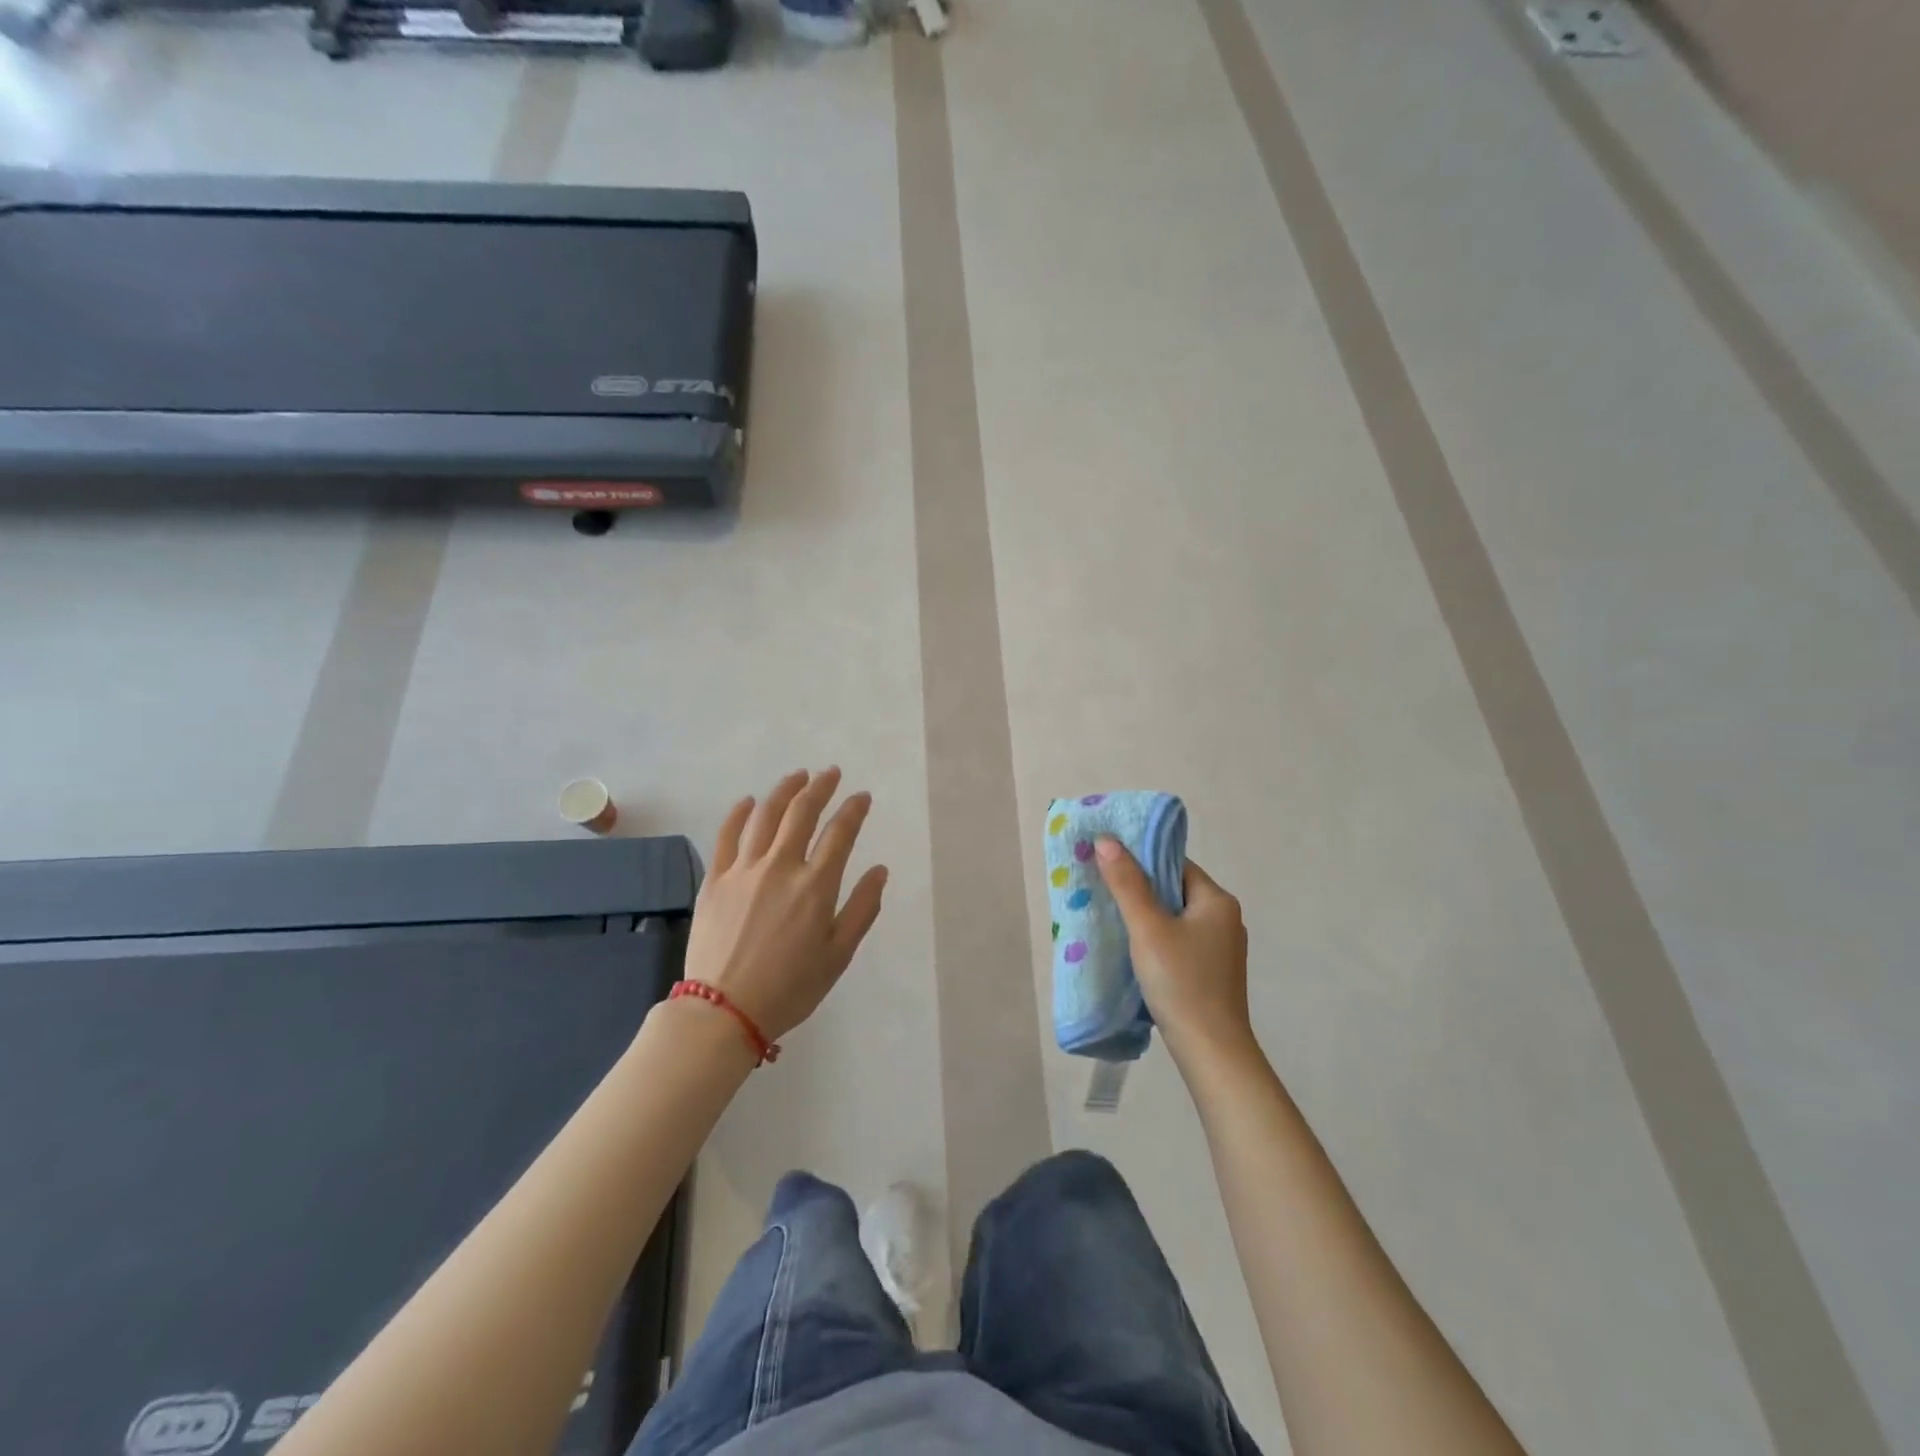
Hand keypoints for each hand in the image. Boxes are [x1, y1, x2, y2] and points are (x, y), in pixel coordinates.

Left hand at [683, 768, 888, 1042]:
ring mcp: (744, 870)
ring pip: (765, 815)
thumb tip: (879, 870)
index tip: (862, 796)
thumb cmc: (790, 988)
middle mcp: (781, 866)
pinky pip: (727, 835)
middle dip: (820, 787)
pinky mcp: (715, 879)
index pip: (840, 833)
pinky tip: (748, 801)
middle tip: (830, 773)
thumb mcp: (838, 955)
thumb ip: (862, 908)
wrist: (723, 1010)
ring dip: (784, 790)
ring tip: (798, 776)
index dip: (854, 809)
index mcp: (816, 886)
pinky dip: (739, 813)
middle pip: (802, 812)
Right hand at [1095, 840, 1254, 1071]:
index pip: (1175, 864)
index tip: (1108, 863)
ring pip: (1176, 918)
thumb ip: (1127, 883)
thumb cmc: (1181, 982)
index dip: (1142, 861)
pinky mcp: (1213, 973)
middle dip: (1140, 889)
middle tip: (1102, 889)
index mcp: (1217, 900)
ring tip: (1111, 918)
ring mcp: (1221, 949)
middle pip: (1175, 890)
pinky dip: (1157, 940)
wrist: (1211, 1051)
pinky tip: (1134, 950)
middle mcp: (1225, 919)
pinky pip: (1180, 942)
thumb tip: (1106, 840)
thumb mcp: (1147, 928)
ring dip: (1147, 916)